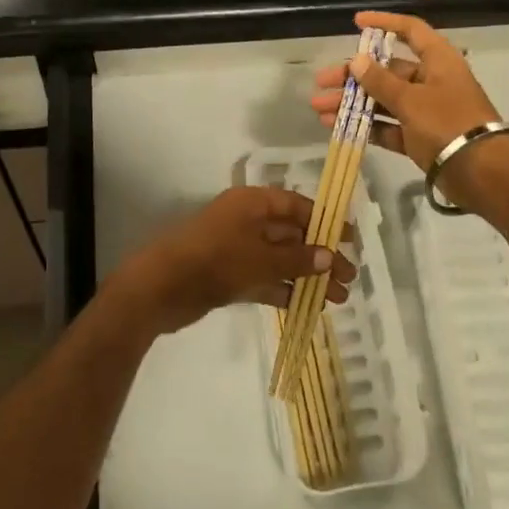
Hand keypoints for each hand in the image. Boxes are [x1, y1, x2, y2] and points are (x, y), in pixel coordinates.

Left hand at [112, 187, 355, 335]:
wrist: (159, 288)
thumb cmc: (213, 260)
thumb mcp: (259, 258)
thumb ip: (296, 259)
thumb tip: (329, 257)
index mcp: (252, 203)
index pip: (295, 205)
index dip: (323, 220)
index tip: (349, 240)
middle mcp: (247, 221)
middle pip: (291, 234)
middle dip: (320, 255)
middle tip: (349, 278)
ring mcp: (237, 249)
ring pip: (280, 259)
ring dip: (307, 277)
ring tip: (337, 299)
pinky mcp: (229, 275)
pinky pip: (265, 278)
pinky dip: (285, 289)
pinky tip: (307, 306)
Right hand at [311, 11, 508, 207]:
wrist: (482, 173)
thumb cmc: (449, 123)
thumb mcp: (411, 100)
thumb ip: (381, 81)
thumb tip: (357, 60)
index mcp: (438, 61)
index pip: (410, 30)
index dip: (384, 23)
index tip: (356, 22)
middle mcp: (432, 81)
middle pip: (388, 70)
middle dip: (353, 76)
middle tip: (322, 82)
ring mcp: (426, 111)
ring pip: (384, 100)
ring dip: (353, 103)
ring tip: (320, 109)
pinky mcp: (420, 137)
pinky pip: (388, 126)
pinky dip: (366, 126)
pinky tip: (337, 126)